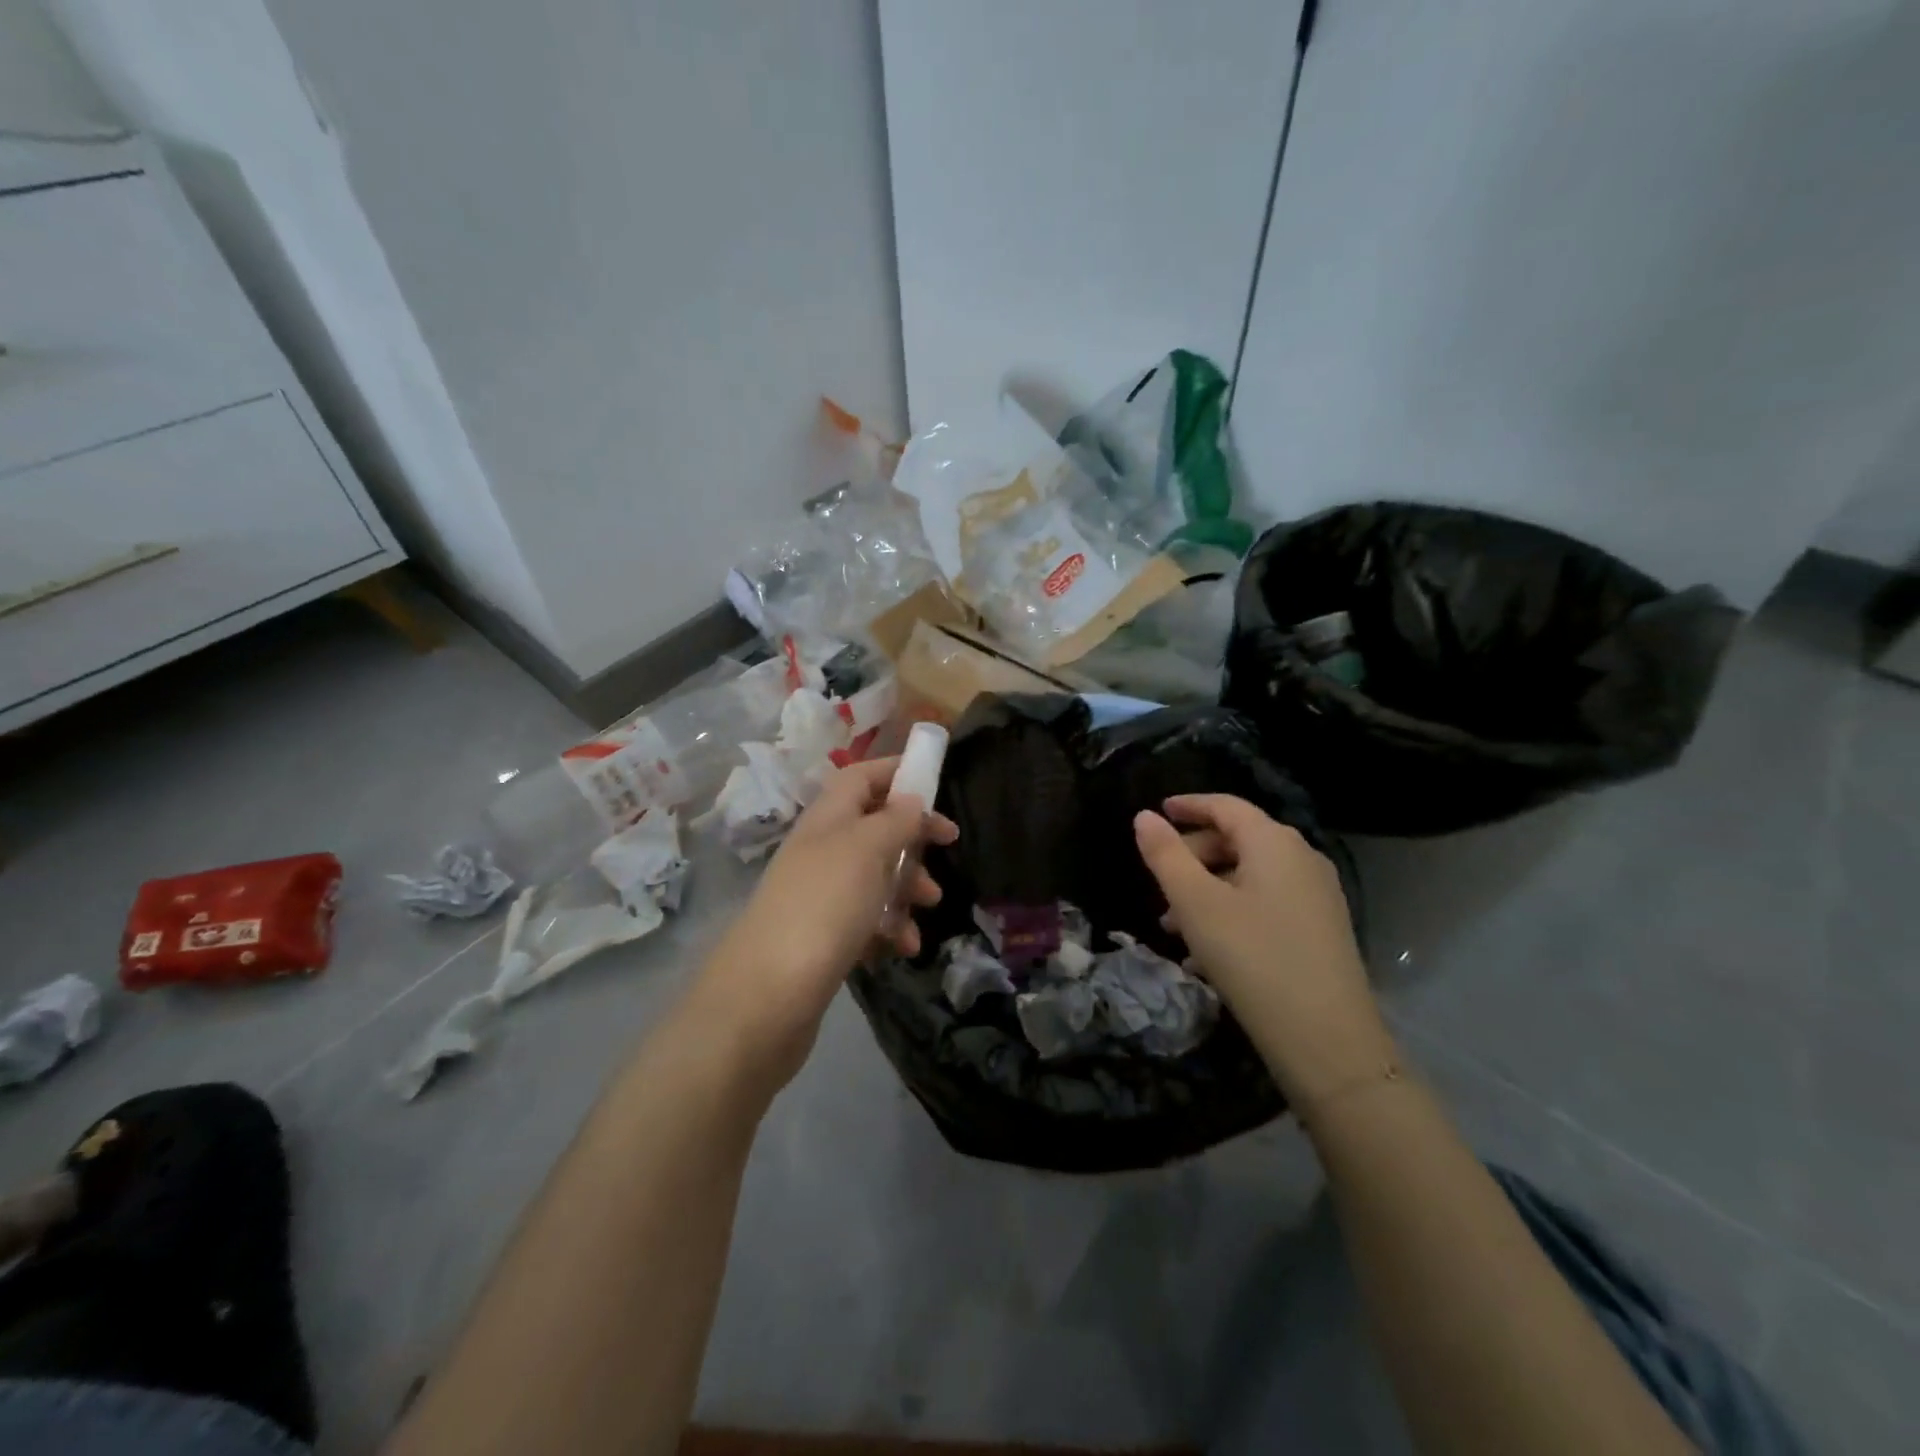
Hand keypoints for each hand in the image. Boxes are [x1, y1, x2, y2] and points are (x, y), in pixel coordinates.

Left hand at [693, 756, 956, 1087]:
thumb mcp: (867, 849)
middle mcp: (821, 849)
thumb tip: (911, 798)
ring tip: (930, 905)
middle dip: (913, 837)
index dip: (896, 771)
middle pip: (874, 826)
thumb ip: (895, 819)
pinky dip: (890, 927)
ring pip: (875, 875)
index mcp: (828, 818)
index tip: (936, 781)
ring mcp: (820, 894)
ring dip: (907, 886)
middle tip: (948, 847)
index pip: (861, 777)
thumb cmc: (825, 905)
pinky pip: (866, 919)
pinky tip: (904, 947)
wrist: (768, 995)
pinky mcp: (823, 936)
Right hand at [1133, 794, 1390, 1102]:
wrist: (1327, 1040)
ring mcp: (1317, 896)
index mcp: (1274, 843)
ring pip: (1249, 877)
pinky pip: (1266, 904)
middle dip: (1192, 856)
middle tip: (1158, 882)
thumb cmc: (1252, 958)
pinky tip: (1205, 953)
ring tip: (1172, 926)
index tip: (1158, 811)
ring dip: (1207, 890)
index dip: (1188, 805)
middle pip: (1238, 840)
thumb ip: (1166, 855)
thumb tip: (1145, 817)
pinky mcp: (1321, 930)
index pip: (1226, 806)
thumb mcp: (1195, 904)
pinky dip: (1231, 913)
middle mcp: (1302, 859)